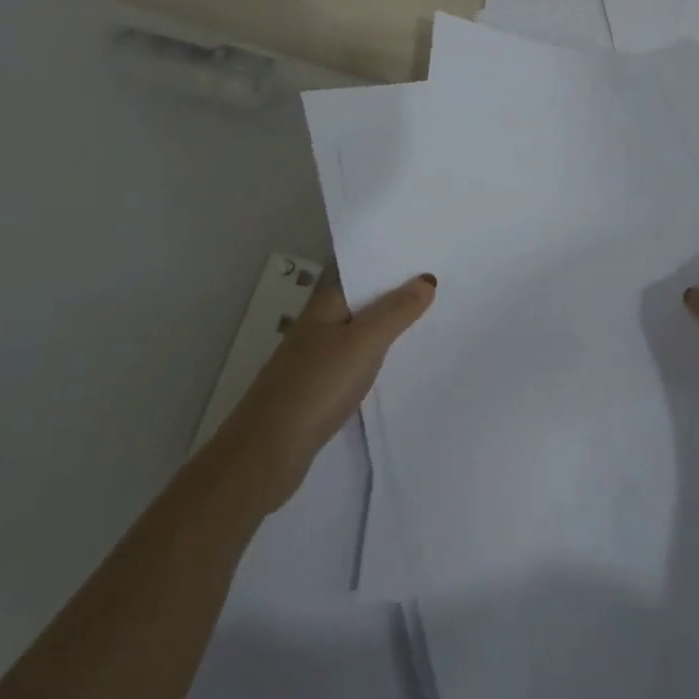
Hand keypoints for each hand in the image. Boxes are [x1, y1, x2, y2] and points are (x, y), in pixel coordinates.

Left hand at [206, 269, 434, 516]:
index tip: (414, 245)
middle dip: (387, 286)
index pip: (351, 266)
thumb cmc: (317, 385)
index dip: (379, 254)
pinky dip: (373, 352)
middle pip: (355, 296)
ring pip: (354, 328)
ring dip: (382, 320)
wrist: (267, 453)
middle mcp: (316, 324)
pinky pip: (352, 357)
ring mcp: (312, 358)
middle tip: (432, 276)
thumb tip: (426, 278)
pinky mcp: (315, 389)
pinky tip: (393, 360)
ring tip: (423, 313)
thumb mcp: (364, 342)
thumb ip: (395, 311)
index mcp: (323, 304)